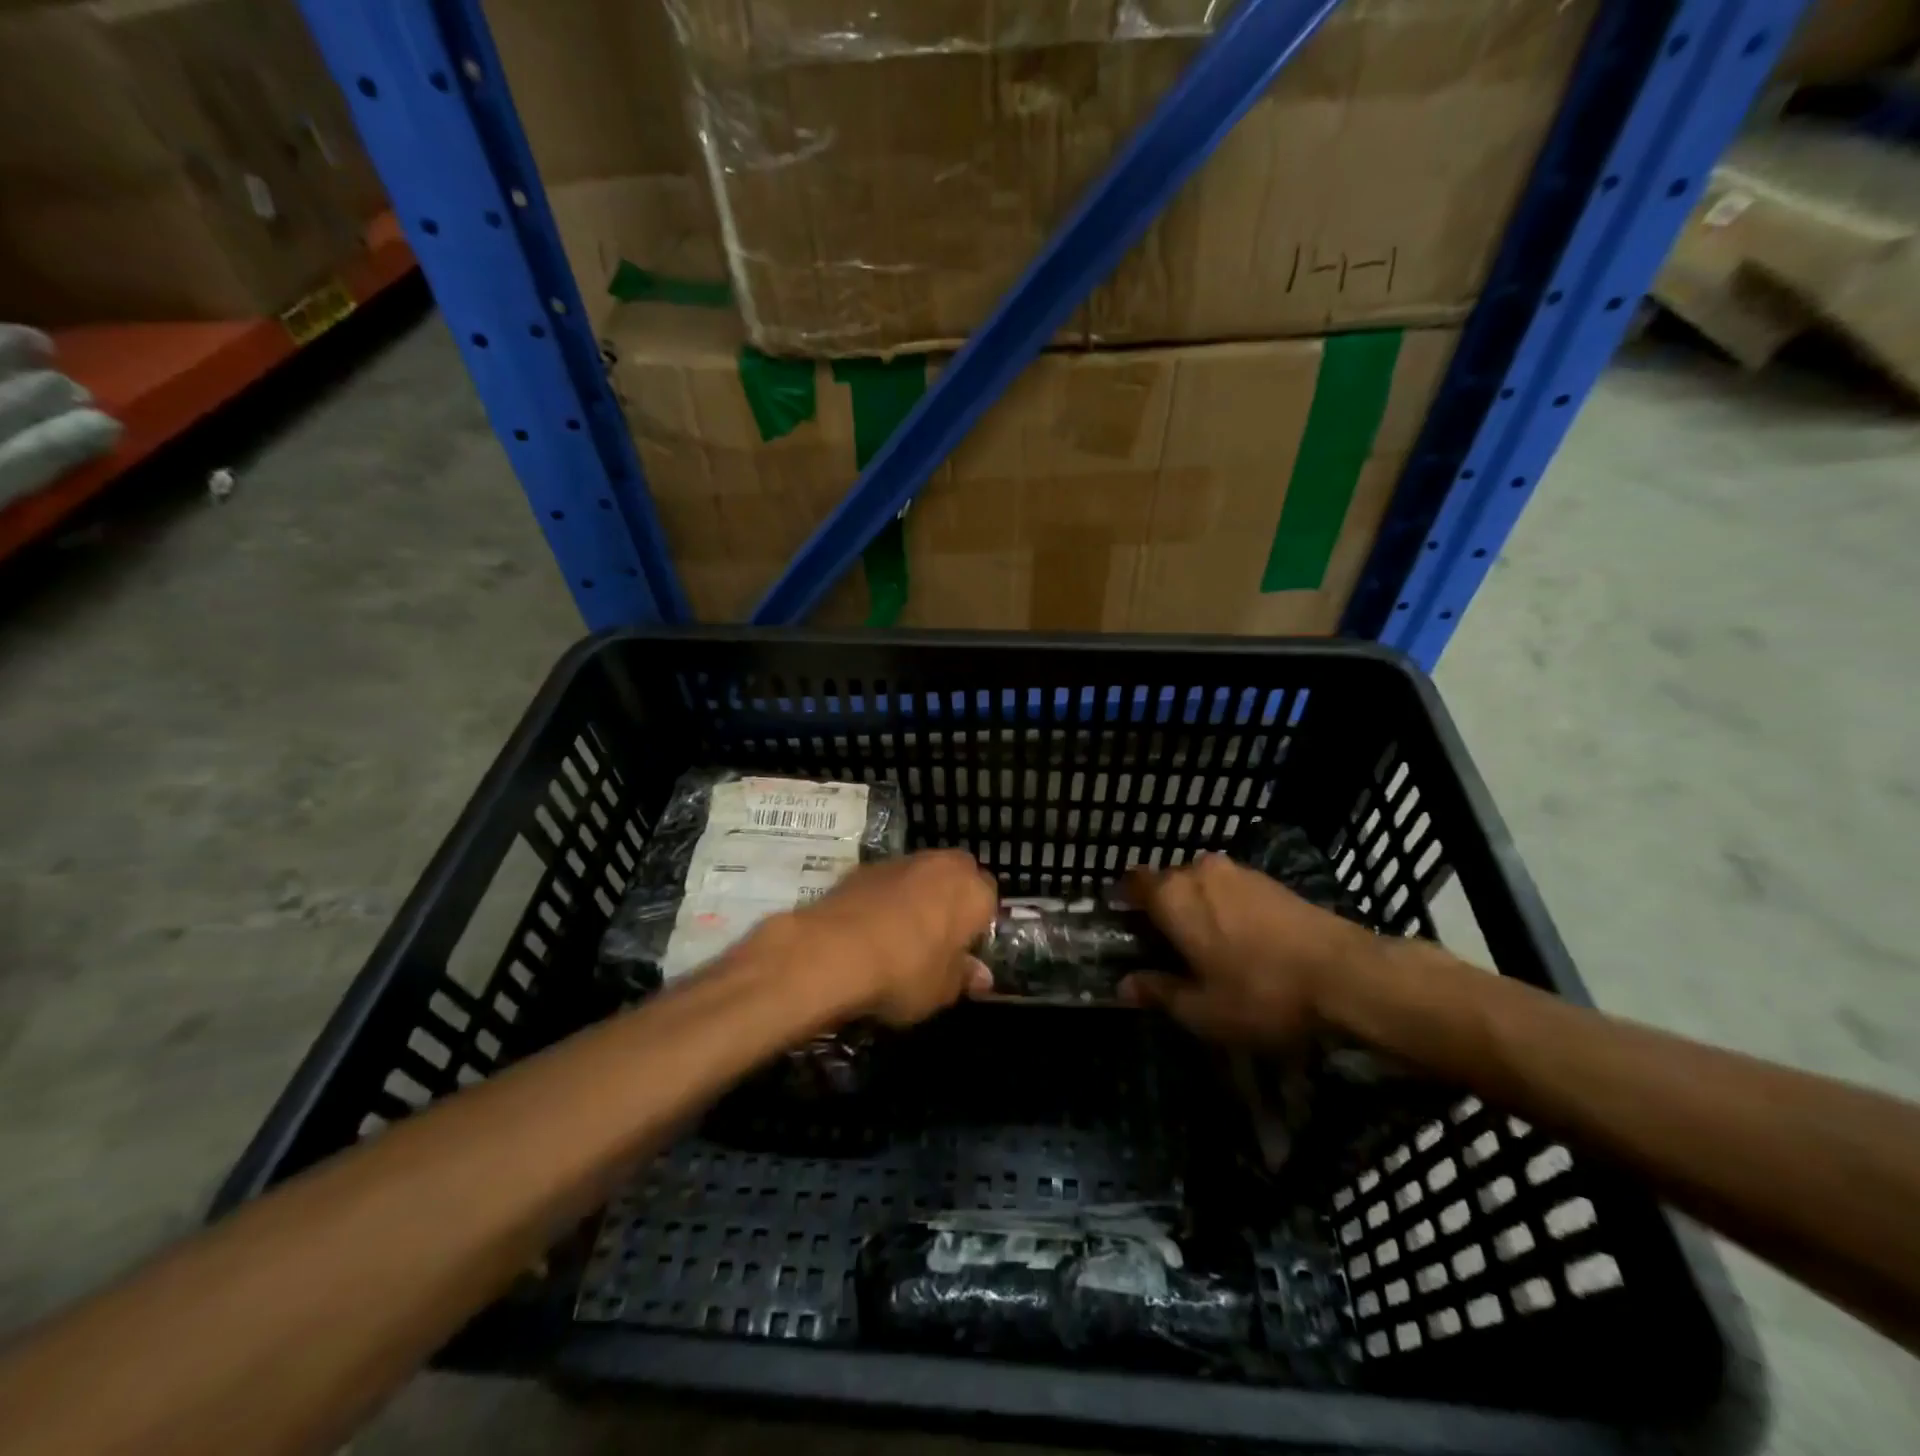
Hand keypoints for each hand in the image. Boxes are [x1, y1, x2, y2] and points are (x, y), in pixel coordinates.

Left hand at [785, 850, 997, 1026]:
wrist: (833, 951)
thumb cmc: (905, 971)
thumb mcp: (942, 990)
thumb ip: (964, 977)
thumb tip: (980, 976)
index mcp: (972, 890)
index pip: (990, 898)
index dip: (979, 925)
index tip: (965, 951)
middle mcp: (941, 865)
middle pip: (955, 877)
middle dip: (950, 901)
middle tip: (938, 939)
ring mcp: (900, 862)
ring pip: (919, 877)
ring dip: (916, 897)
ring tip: (900, 936)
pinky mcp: (863, 868)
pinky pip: (886, 884)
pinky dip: (884, 900)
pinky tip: (870, 931)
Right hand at [1118, 854, 1375, 1044]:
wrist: (1347, 976)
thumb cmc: (1261, 994)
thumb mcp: (1202, 1010)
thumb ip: (1158, 992)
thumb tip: (1125, 985)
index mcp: (1173, 896)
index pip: (1131, 883)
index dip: (1123, 902)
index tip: (1125, 929)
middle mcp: (1199, 872)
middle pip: (1167, 883)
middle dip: (1162, 909)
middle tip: (1167, 948)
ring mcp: (1238, 872)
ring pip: (1201, 885)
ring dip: (1198, 908)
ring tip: (1208, 947)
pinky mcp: (1270, 880)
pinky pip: (1231, 889)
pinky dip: (1227, 908)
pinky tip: (1242, 941)